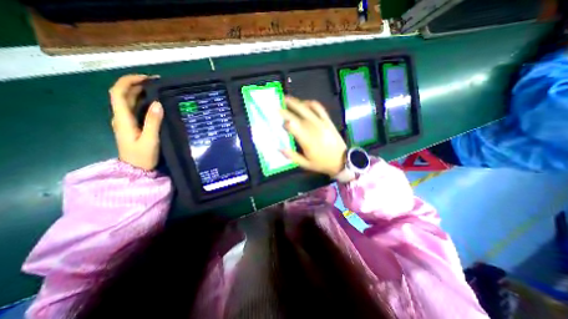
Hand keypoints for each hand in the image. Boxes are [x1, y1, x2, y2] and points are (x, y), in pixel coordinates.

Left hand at [108, 74, 162, 170]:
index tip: (146, 78)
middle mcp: (121, 117)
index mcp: (122, 119)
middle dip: (136, 84)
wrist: (136, 169)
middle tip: (156, 82)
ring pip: (129, 101)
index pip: (118, 93)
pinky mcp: (132, 126)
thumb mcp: (150, 139)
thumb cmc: (142, 156)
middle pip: (123, 94)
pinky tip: (154, 102)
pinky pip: (135, 108)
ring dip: (140, 92)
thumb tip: (158, 103)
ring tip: (157, 89)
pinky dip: (143, 101)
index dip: (128, 81)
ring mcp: (126, 122)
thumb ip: (153, 122)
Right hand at [280, 97, 345, 178]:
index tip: (279, 121)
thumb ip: (292, 156)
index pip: (293, 127)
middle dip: (286, 110)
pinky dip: (311, 103)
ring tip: (287, 99)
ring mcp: (321, 123)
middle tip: (277, 105)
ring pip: (307, 109)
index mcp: (307, 141)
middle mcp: (313, 129)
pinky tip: (305, 102)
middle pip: (298, 116)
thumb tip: (279, 148)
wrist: (341, 160)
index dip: (285, 123)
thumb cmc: (322, 163)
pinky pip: (319, 108)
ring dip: (296, 103)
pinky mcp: (327, 121)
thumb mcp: (305, 164)